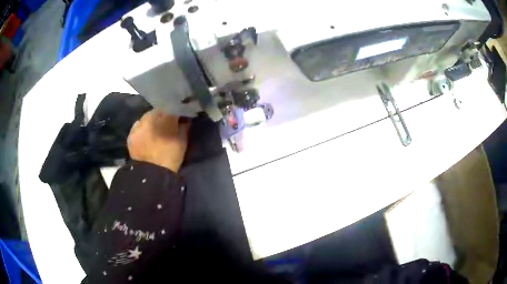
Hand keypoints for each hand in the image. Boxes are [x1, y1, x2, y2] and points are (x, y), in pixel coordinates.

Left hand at [127, 110, 189, 171]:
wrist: (153, 173)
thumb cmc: (171, 156)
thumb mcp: (183, 141)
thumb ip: (184, 127)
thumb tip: (185, 119)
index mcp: (165, 117)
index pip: (172, 107)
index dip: (175, 110)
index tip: (178, 115)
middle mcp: (150, 117)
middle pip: (157, 111)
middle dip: (162, 115)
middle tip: (166, 123)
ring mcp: (139, 125)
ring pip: (146, 117)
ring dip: (151, 120)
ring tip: (154, 129)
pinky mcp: (131, 134)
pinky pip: (137, 126)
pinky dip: (142, 128)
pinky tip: (145, 135)